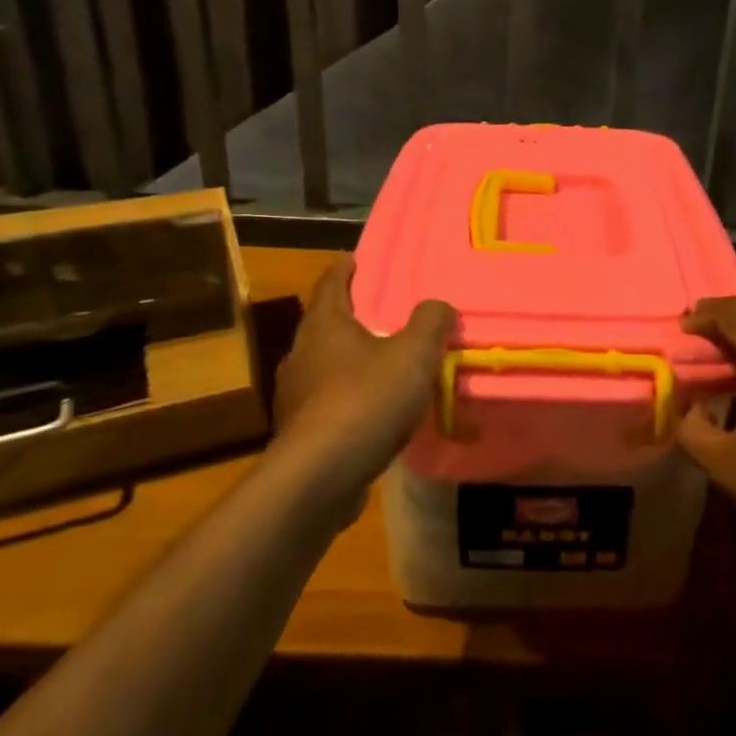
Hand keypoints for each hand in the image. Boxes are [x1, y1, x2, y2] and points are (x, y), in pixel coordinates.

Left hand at [270, 255, 455, 500]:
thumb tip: (439, 305)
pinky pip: (329, 403)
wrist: (319, 477)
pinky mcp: (301, 431)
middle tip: (384, 312)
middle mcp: (302, 354)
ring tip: (384, 363)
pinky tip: (374, 412)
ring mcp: (296, 395)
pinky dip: (351, 398)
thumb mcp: (412, 355)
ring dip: (352, 360)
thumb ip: (430, 323)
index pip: (331, 282)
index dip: (345, 268)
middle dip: (352, 316)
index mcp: (324, 325)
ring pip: (326, 365)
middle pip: (326, 324)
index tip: (355, 258)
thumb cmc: (365, 400)